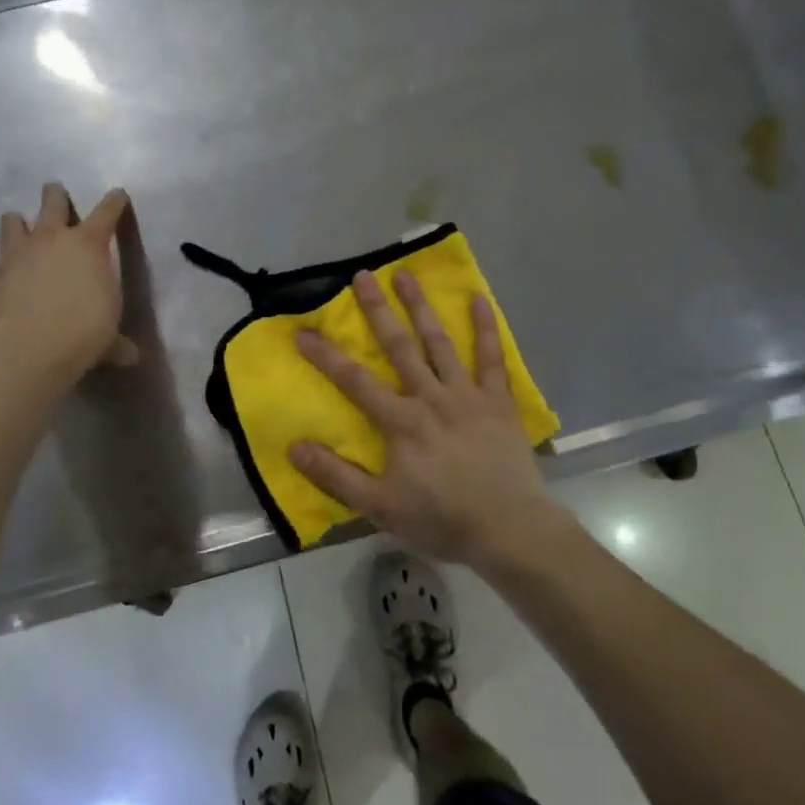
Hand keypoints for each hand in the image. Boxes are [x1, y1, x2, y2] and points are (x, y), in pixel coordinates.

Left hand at [0, 183, 139, 387]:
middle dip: (55, 195)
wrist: (26, 350)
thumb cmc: (82, 334)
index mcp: (88, 245)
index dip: (115, 202)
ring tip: (20, 228)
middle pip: (52, 201)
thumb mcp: (108, 338)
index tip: (118, 194)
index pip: (107, 213)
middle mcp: (50, 240)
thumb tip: (131, 356)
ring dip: (17, 223)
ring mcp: (15, 255)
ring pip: (12, 222)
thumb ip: (117, 342)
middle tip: (55, 193)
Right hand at [290, 271, 558, 567]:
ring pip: (439, 342)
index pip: (355, 381)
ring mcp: (467, 395)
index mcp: (401, 421)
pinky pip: (491, 358)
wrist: (509, 529)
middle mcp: (431, 397)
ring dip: (421, 307)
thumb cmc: (441, 519)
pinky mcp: (498, 401)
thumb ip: (336, 477)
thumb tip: (295, 447)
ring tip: (406, 275)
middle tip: (363, 275)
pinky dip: (485, 329)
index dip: (326, 355)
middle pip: (399, 347)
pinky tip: (479, 300)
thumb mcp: (380, 507)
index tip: (303, 330)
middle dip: (378, 310)